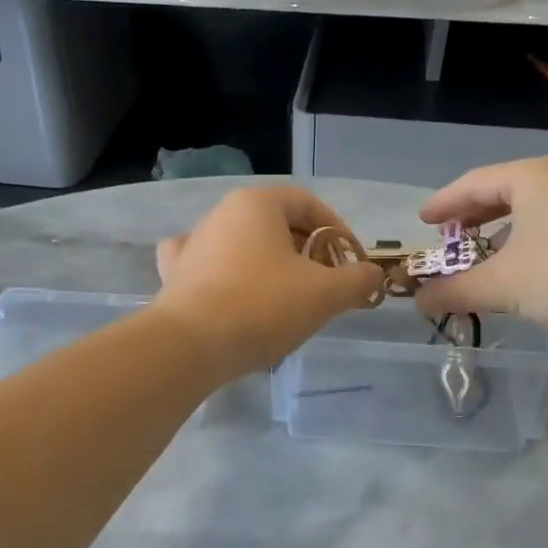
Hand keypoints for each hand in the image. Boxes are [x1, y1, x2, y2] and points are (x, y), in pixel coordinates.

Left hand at [153, 186, 384, 378]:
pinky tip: (233, 290)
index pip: (308, 203)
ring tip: (288, 298)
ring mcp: (193, 242)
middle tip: (326, 284)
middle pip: (276, 224)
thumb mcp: (326, 293)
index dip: (337, 230)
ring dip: (272, 265)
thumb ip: (357, 279)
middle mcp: (221, 213)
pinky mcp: (175, 274)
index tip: (351, 261)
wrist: (190, 345)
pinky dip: (227, 274)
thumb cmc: (263, 305)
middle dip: (307, 251)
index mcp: (257, 203)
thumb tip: (372, 274)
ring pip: (244, 244)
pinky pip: (209, 264)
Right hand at [412, 156, 547, 343]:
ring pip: (528, 210)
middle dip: (470, 217)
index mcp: (530, 177)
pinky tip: (521, 268)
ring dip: (498, 232)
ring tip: (479, 255)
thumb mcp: (503, 285)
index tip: (421, 222)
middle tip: (445, 237)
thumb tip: (418, 302)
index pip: (472, 184)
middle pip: (501, 192)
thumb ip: (456, 290)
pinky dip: (525, 242)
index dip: (442, 204)